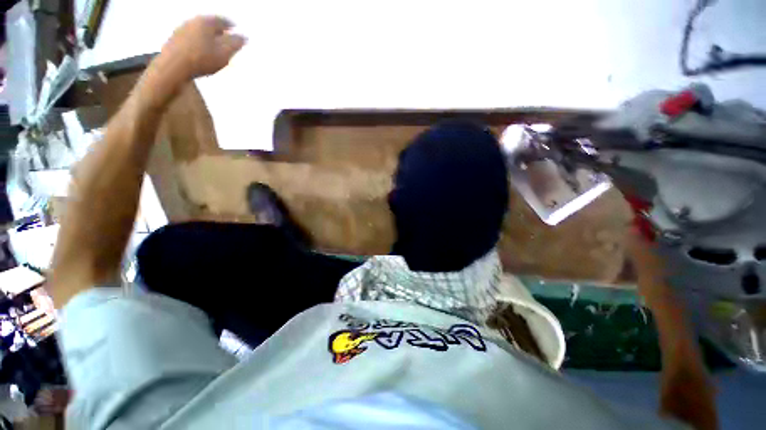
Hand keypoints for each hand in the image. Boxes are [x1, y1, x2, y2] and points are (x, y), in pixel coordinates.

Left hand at [150, 16, 245, 89]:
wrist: (172, 67)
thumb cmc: (201, 59)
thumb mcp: (225, 53)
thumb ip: (236, 44)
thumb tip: (243, 37)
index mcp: (207, 21)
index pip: (223, 20)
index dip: (232, 26)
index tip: (237, 31)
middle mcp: (193, 21)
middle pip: (210, 24)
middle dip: (219, 31)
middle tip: (227, 39)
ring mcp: (181, 30)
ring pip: (200, 31)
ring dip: (208, 38)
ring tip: (215, 48)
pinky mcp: (173, 40)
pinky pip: (191, 39)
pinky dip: (199, 43)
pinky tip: (201, 53)